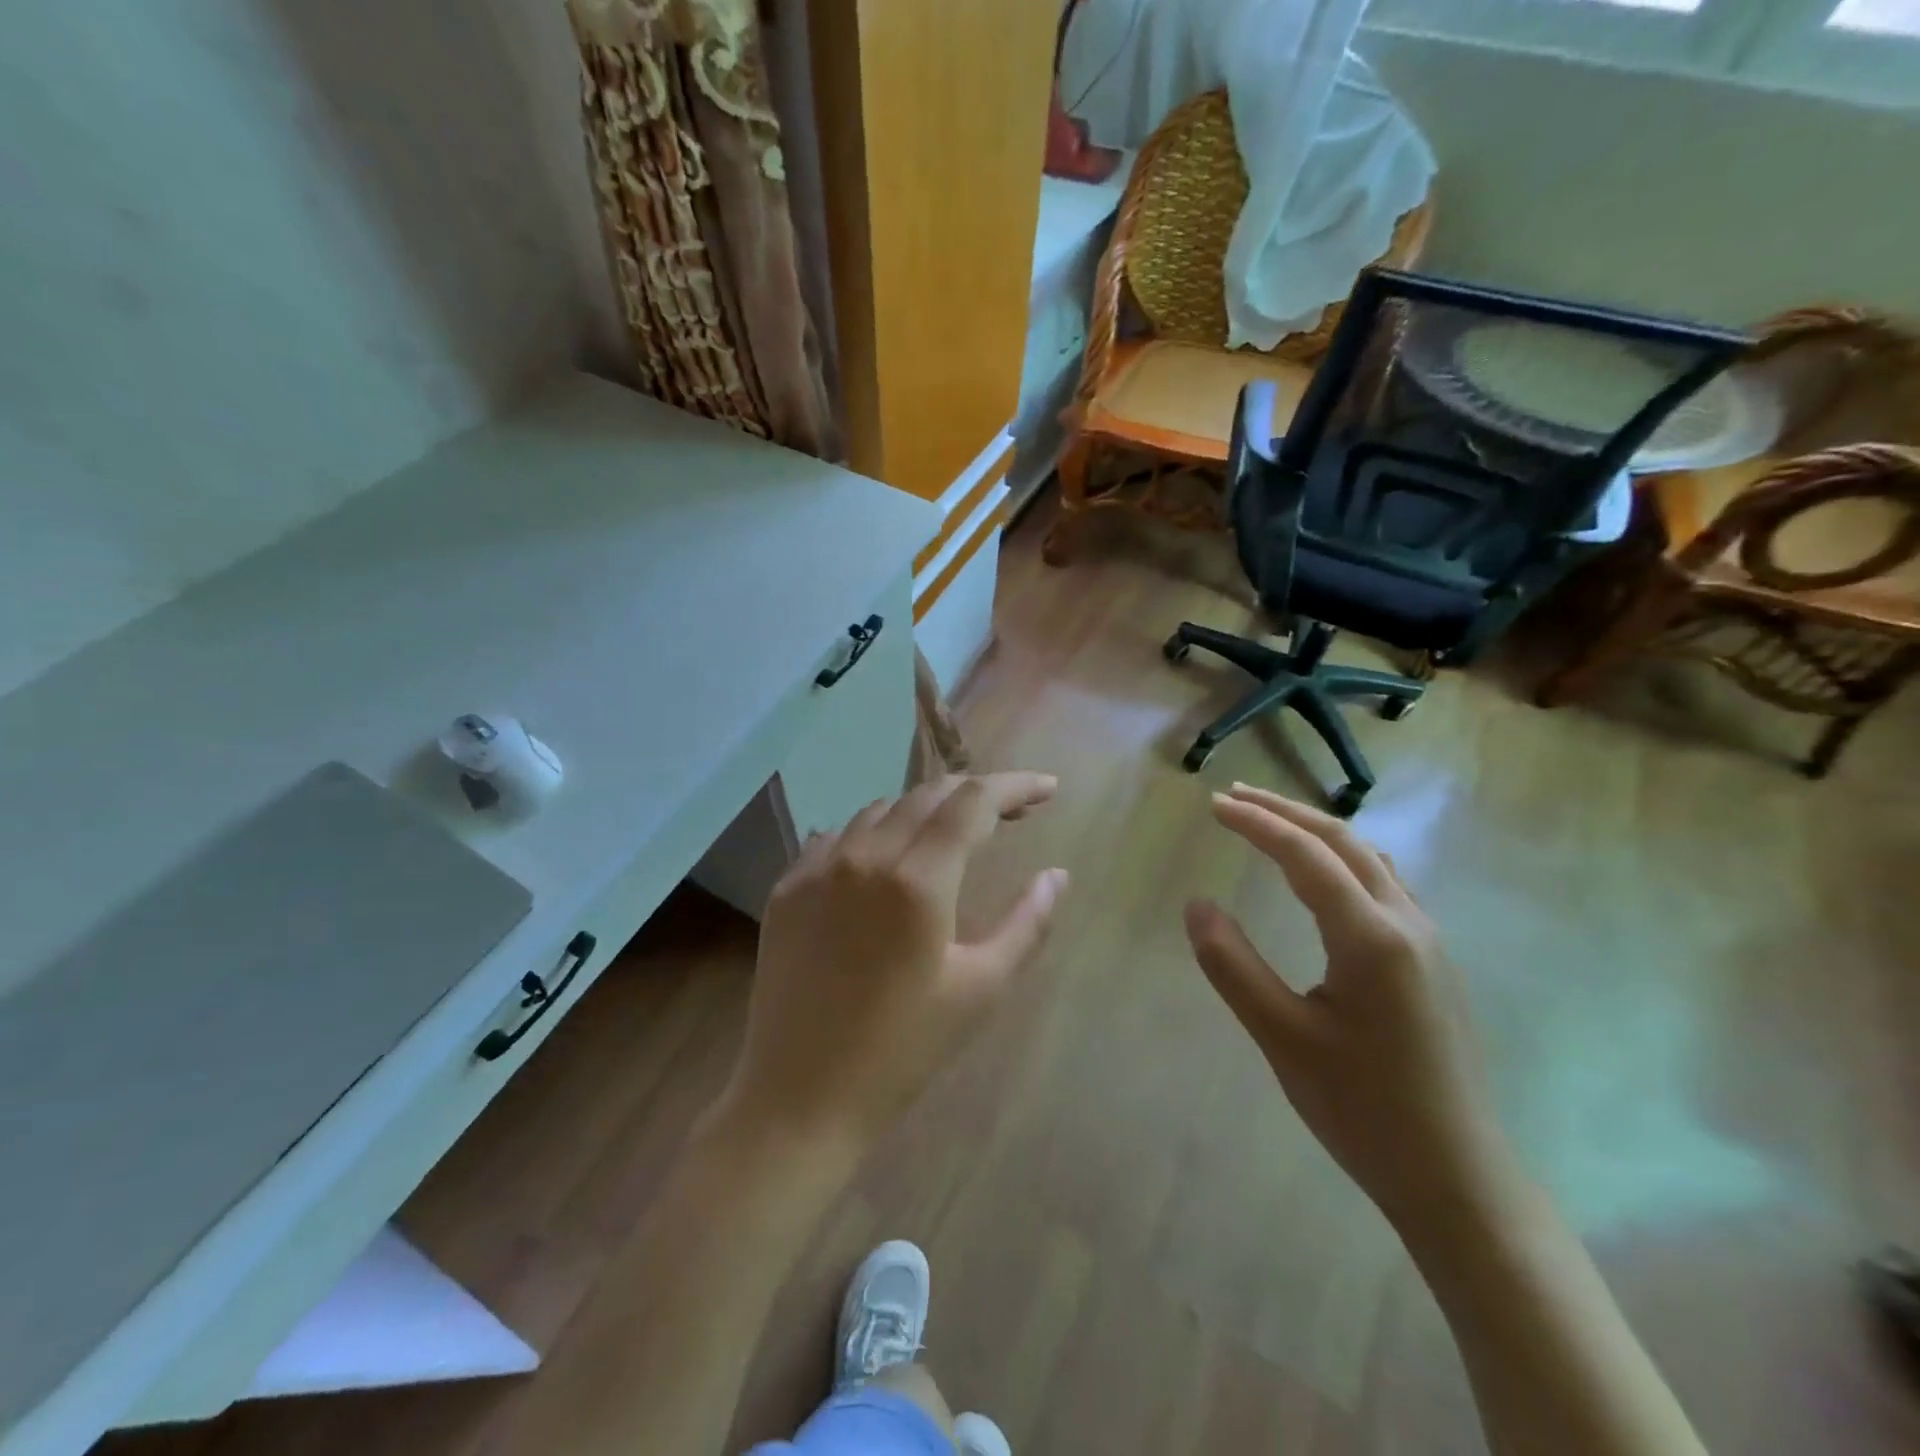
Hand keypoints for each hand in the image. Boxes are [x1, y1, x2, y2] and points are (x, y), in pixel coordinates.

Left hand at [721, 772, 1067, 1148]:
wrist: (799, 1098)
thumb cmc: (903, 1050)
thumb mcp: (980, 989)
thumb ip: (1027, 923)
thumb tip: (1057, 875)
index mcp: (917, 878)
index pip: (973, 802)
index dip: (1016, 786)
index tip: (1048, 790)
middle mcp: (864, 855)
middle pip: (929, 794)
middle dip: (976, 794)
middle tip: (1012, 814)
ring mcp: (817, 867)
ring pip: (881, 810)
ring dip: (925, 813)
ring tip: (952, 838)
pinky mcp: (787, 887)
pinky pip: (838, 836)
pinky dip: (874, 835)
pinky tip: (886, 860)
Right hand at [1184, 784, 1517, 1230]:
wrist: (1457, 1177)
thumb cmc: (1362, 1108)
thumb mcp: (1282, 1037)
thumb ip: (1233, 965)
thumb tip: (1196, 904)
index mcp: (1371, 937)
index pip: (1305, 855)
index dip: (1256, 823)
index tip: (1213, 804)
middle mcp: (1407, 923)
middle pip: (1343, 842)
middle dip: (1285, 812)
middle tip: (1234, 797)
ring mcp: (1428, 941)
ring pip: (1369, 859)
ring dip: (1316, 831)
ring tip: (1272, 822)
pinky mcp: (1432, 962)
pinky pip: (1385, 884)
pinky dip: (1343, 858)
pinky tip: (1325, 875)